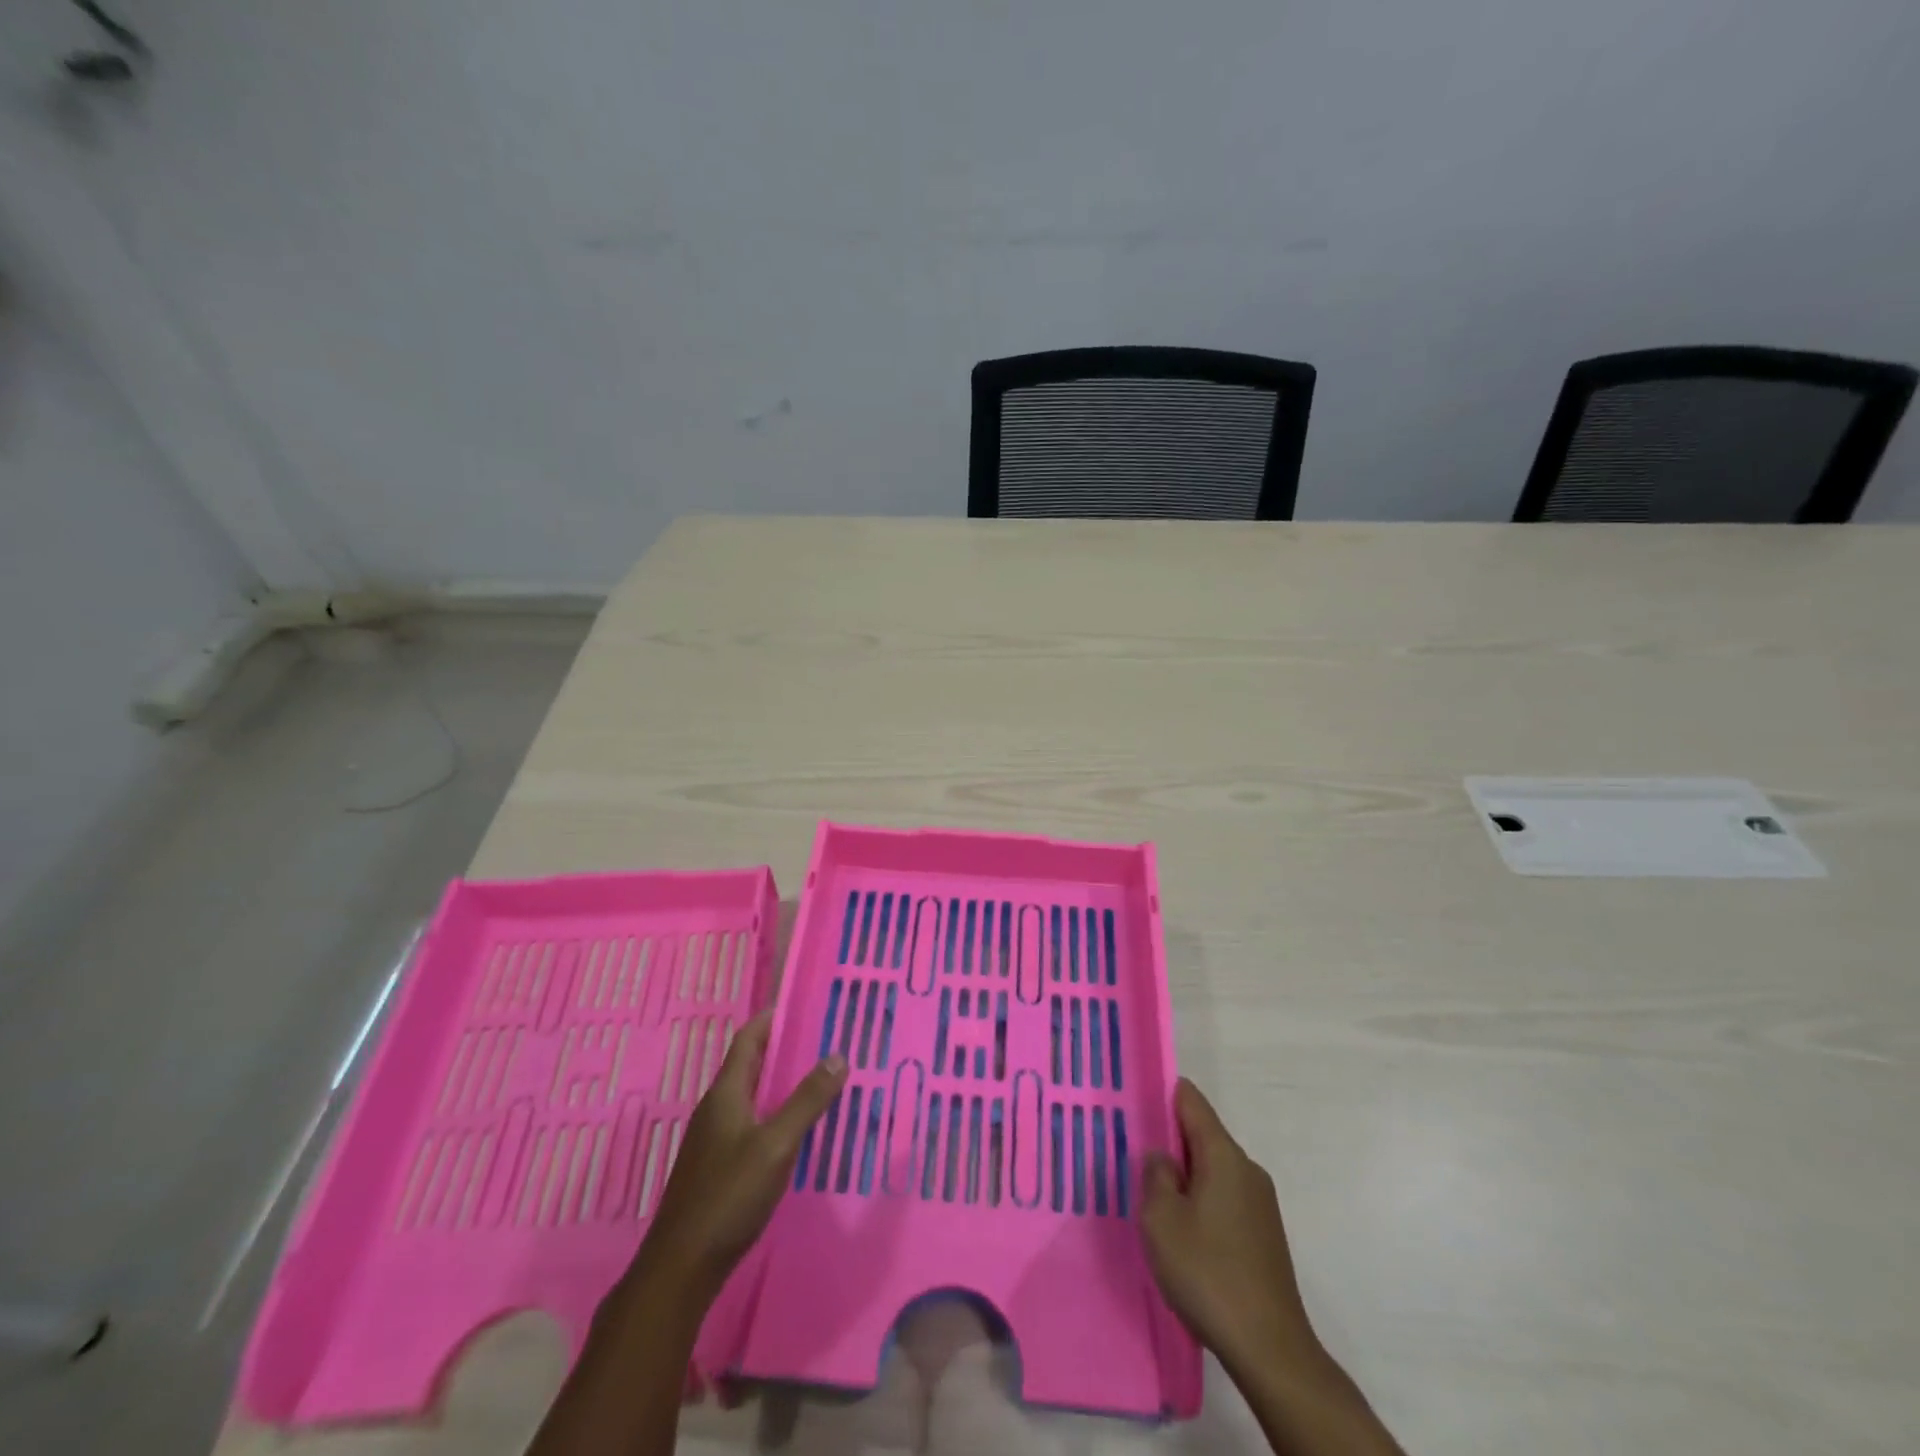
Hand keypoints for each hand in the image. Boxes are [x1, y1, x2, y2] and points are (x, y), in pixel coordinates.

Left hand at [628, 1012, 846, 1306]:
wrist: (682, 1267)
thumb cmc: (729, 1195)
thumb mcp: (777, 1144)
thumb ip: (807, 1100)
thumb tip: (837, 1055)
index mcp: (726, 1093)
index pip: (749, 1038)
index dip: (773, 1017)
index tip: (806, 1004)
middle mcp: (717, 1108)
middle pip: (751, 1064)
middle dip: (785, 1049)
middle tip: (825, 1040)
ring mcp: (715, 1138)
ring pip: (753, 1095)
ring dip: (782, 1083)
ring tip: (820, 1079)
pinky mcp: (719, 1165)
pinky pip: (752, 1122)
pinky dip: (776, 1113)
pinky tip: (799, 1129)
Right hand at [1140, 1079, 1316, 1374]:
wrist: (1270, 1348)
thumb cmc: (1208, 1272)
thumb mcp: (1161, 1219)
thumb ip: (1155, 1175)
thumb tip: (1162, 1156)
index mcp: (1224, 1155)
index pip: (1191, 1101)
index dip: (1162, 1093)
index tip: (1133, 1097)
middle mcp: (1247, 1169)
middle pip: (1202, 1135)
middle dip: (1169, 1140)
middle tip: (1132, 1154)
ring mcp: (1260, 1203)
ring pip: (1212, 1169)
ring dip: (1184, 1176)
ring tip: (1152, 1197)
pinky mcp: (1264, 1234)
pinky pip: (1224, 1197)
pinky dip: (1201, 1201)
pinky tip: (1183, 1232)